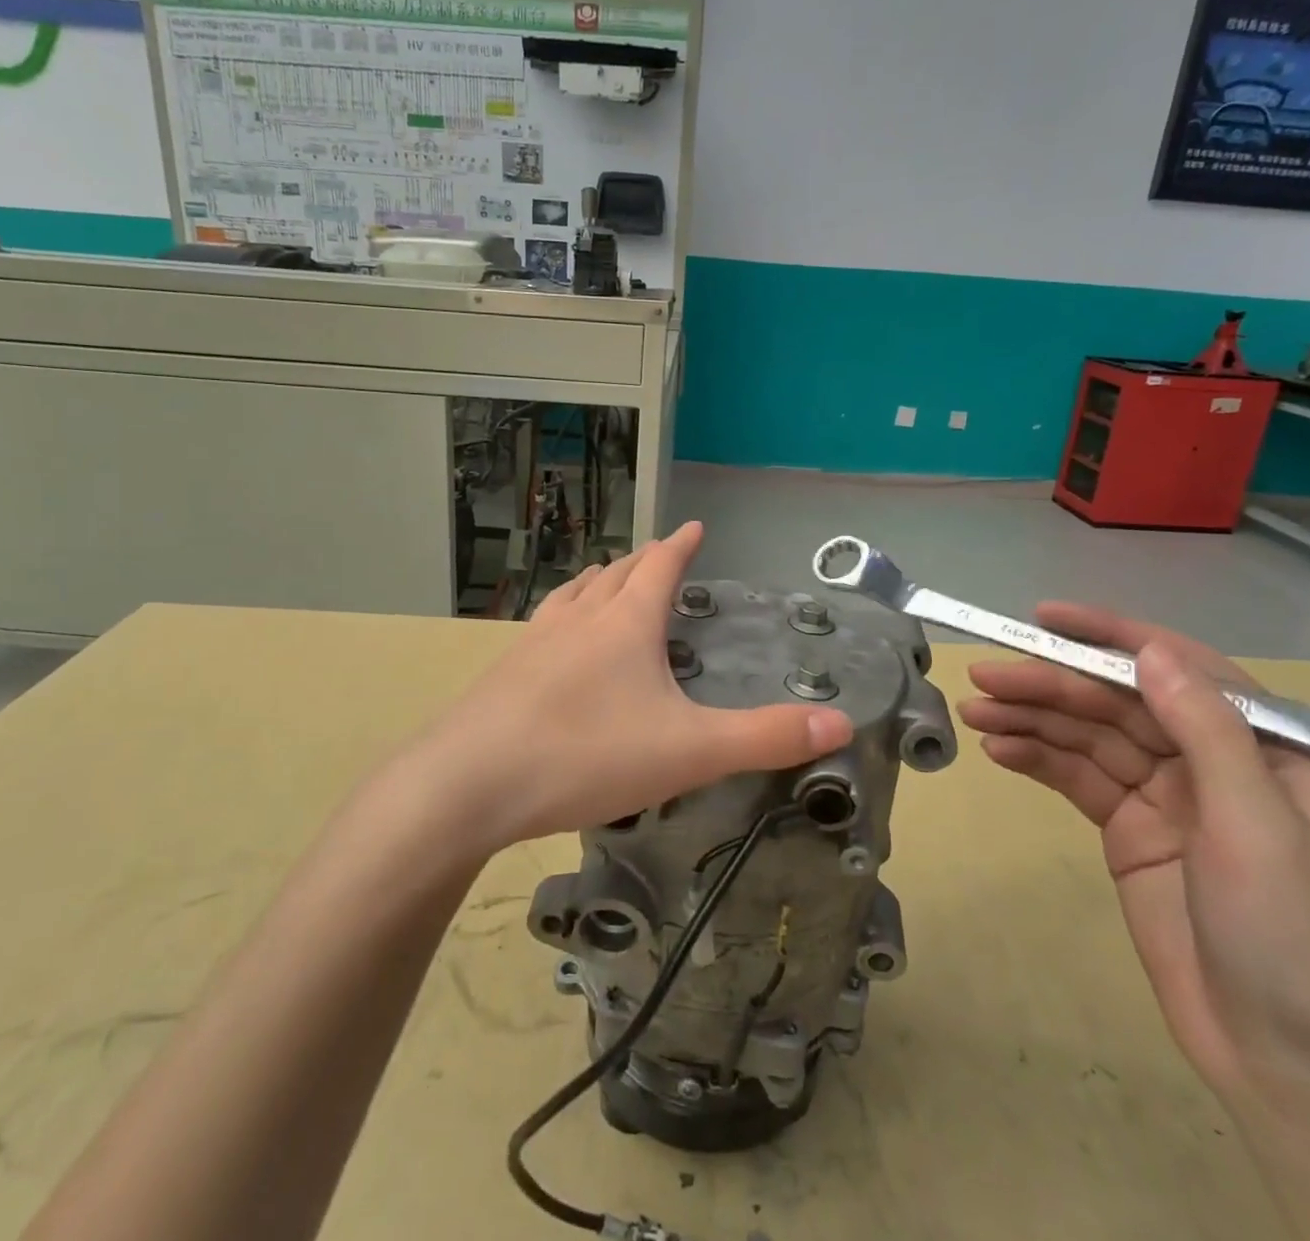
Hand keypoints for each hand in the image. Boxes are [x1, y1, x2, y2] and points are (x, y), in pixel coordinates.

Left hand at [414, 522, 852, 851]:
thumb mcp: (688, 751)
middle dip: (642, 561)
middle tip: (658, 555)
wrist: (469, 783)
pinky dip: (563, 615)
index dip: (681, 545)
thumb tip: (840, 724)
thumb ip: (764, 737)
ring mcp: (535, 642)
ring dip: (597, 581)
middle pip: (615, 573)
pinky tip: (554, 640)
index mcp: (625, 623)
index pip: (660, 566)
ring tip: (606, 579)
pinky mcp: (504, 672)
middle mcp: (579, 619)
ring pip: (573, 595)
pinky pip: (544, 625)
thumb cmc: (586, 756)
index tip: (695, 527)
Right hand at [959, 604, 1309, 1109]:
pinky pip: (1077, 780)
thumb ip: (1205, 731)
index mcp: (1267, 749)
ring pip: (1090, 738)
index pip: (1180, 669)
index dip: (1111, 636)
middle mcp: (1214, 762)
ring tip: (974, 711)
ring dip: (1033, 720)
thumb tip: (1150, 651)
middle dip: (1052, 685)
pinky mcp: (1130, 831)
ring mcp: (1167, 797)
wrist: (1287, 1065)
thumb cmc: (1294, 938)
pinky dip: (1038, 760)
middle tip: (984, 675)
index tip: (1044, 618)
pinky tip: (999, 749)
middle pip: (1120, 703)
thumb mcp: (1256, 826)